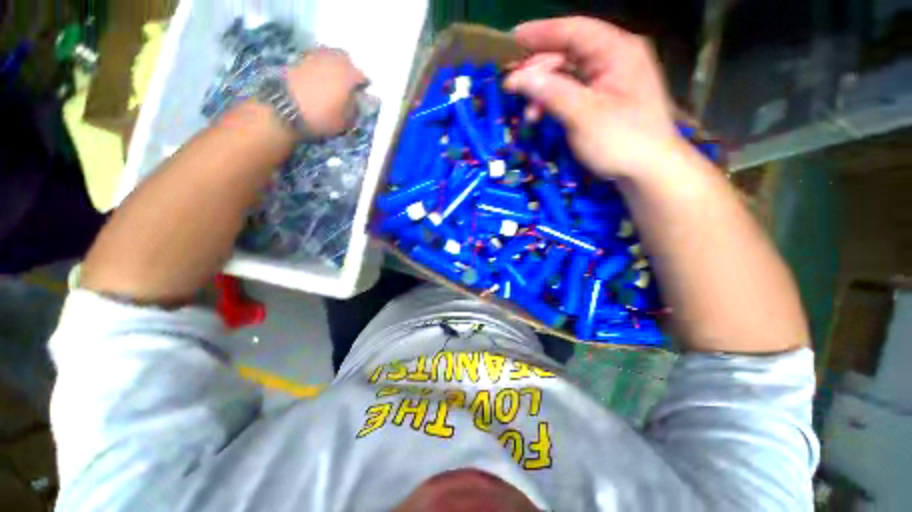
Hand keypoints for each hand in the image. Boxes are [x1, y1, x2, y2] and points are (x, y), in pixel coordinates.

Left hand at [287, 47, 366, 137]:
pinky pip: (315, 60)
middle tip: (347, 87)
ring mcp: (315, 55)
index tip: (361, 99)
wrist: (284, 108)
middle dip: (348, 71)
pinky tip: (317, 80)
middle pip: (346, 61)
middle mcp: (334, 59)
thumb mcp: (346, 121)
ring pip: (330, 57)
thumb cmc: (321, 117)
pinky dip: (318, 67)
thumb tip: (359, 101)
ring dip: (333, 67)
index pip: (364, 78)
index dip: (363, 89)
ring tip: (331, 82)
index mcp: (349, 73)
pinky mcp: (298, 58)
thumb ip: (356, 109)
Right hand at [504, 17, 681, 179]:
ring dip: (545, 90)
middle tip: (513, 87)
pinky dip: (556, 101)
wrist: (649, 171)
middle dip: (539, 70)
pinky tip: (543, 115)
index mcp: (617, 50)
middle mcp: (616, 57)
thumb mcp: (583, 115)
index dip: (542, 32)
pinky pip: (576, 91)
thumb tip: (518, 78)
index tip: (513, 38)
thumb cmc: (620, 140)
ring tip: (528, 112)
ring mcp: (612, 79)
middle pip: (570, 52)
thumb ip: (551, 92)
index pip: (574, 30)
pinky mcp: (607, 99)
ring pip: (570, 74)